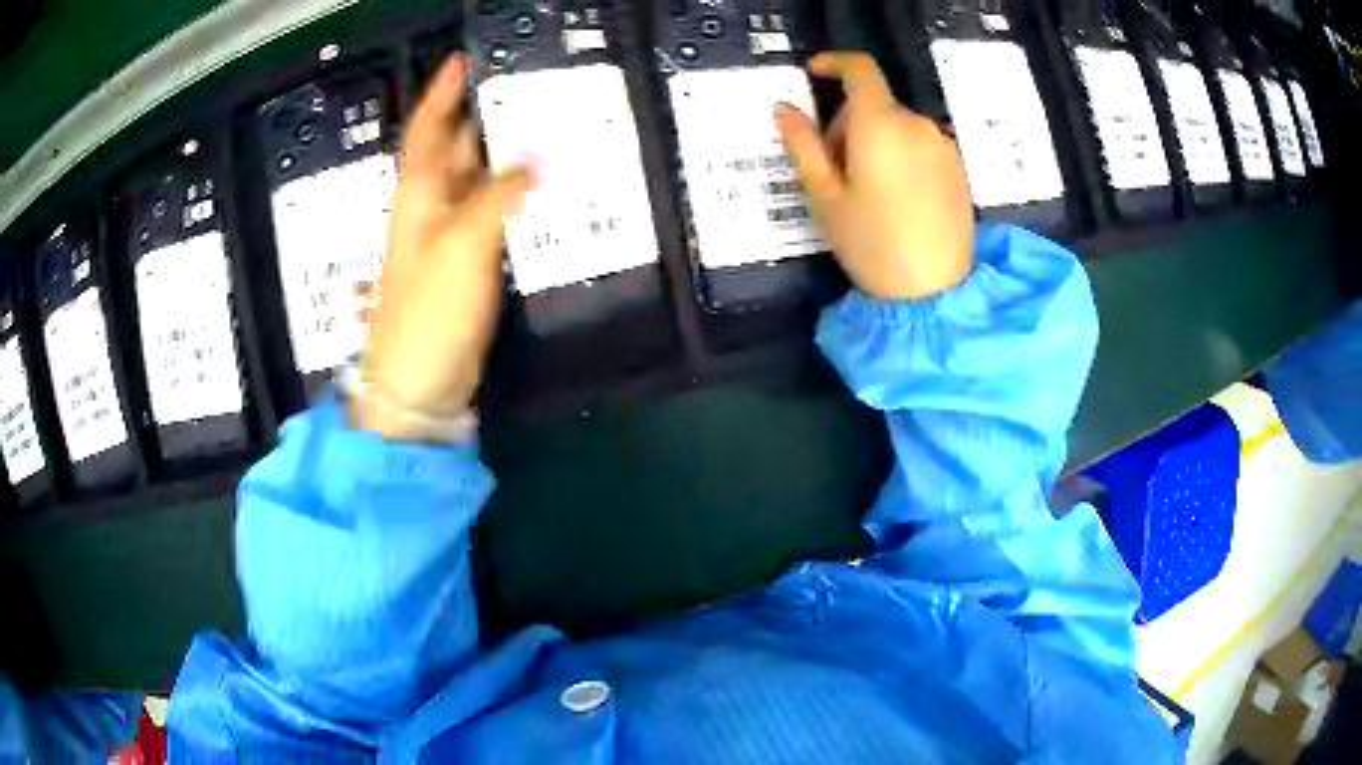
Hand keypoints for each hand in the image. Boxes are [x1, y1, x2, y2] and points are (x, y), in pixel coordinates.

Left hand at [358, 55, 533, 438]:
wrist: (417, 384)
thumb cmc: (428, 313)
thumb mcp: (462, 245)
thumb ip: (498, 196)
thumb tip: (535, 162)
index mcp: (418, 196)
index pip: (427, 131)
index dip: (441, 94)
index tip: (460, 61)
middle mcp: (428, 209)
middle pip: (452, 150)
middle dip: (478, 116)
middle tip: (518, 88)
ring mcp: (445, 239)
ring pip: (472, 181)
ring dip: (499, 154)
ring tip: (538, 127)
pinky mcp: (463, 265)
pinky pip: (487, 213)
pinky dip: (509, 195)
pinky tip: (535, 188)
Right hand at [775, 53, 974, 301]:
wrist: (935, 294)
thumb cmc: (871, 244)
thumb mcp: (824, 196)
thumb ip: (803, 145)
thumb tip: (784, 108)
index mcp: (880, 124)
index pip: (860, 69)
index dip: (834, 63)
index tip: (814, 75)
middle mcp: (917, 125)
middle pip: (875, 104)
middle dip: (847, 123)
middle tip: (832, 170)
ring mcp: (944, 147)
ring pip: (898, 126)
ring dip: (875, 141)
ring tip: (866, 192)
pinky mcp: (959, 169)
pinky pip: (920, 146)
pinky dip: (901, 155)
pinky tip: (897, 200)